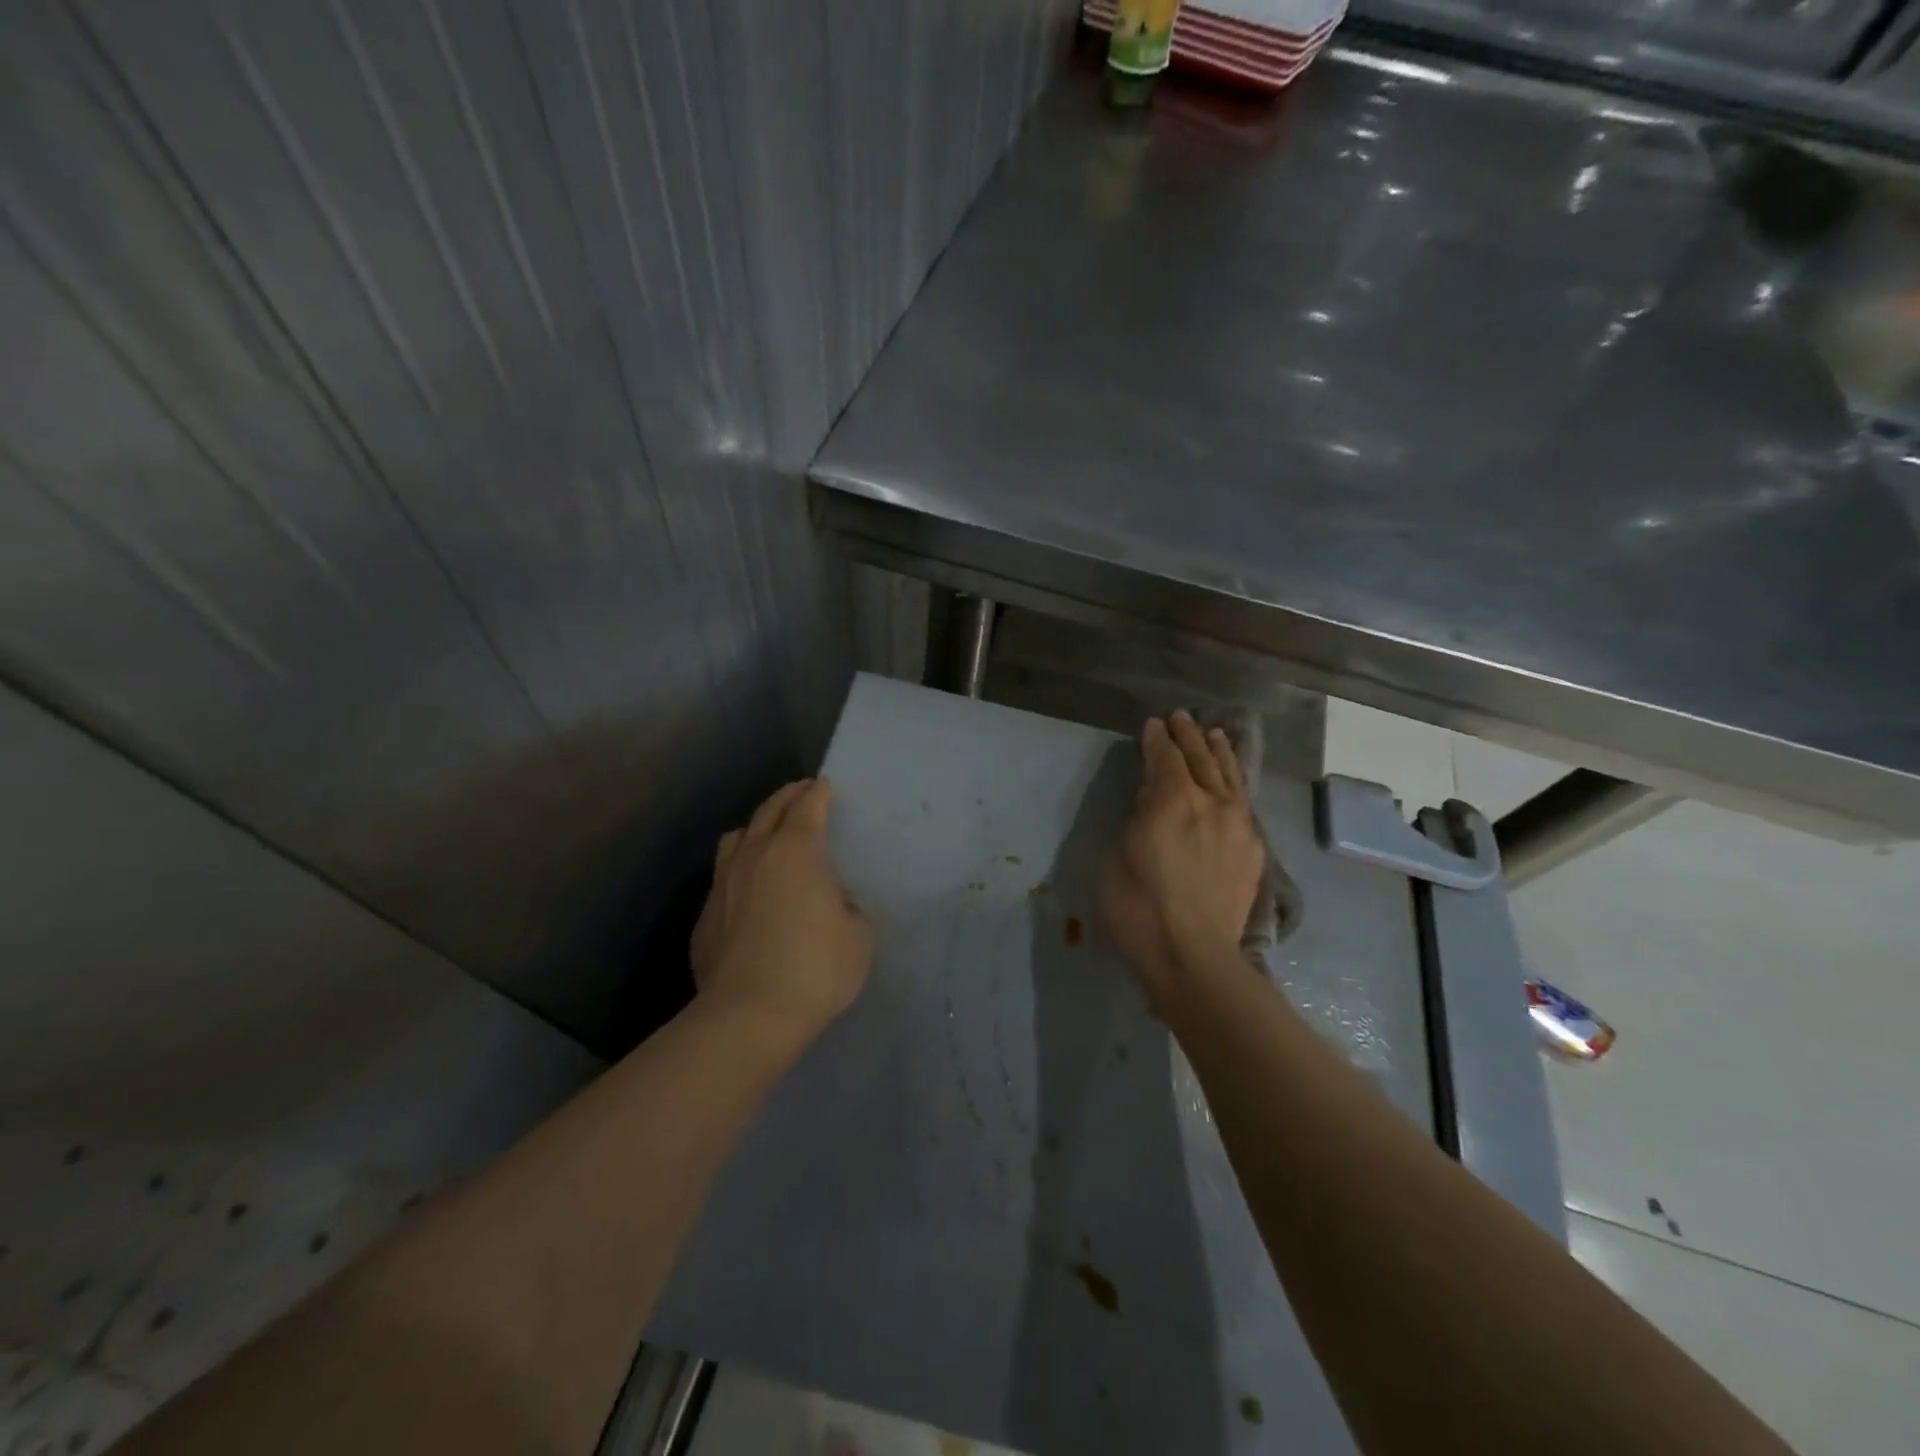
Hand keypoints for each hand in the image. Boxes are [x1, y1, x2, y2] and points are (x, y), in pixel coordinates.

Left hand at [691, 778, 872, 1042]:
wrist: (748, 1016)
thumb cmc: (815, 968)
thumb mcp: (858, 935)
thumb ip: (847, 906)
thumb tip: (831, 902)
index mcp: (796, 850)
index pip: (808, 805)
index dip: (819, 792)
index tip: (826, 786)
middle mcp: (755, 855)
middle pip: (769, 810)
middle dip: (788, 796)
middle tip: (802, 792)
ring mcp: (723, 883)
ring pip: (736, 838)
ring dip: (756, 827)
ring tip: (768, 834)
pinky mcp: (705, 916)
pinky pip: (723, 876)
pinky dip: (740, 869)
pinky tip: (749, 890)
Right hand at [1100, 713, 1264, 1006]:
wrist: (1193, 954)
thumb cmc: (1139, 907)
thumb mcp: (1120, 855)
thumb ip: (1139, 818)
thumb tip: (1154, 800)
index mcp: (1173, 800)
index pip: (1166, 757)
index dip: (1158, 739)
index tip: (1154, 725)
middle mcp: (1211, 802)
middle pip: (1200, 759)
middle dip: (1188, 736)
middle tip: (1181, 718)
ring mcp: (1238, 825)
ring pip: (1230, 777)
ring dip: (1220, 753)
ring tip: (1216, 734)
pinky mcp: (1253, 850)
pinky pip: (1244, 803)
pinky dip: (1236, 783)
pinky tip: (1233, 783)